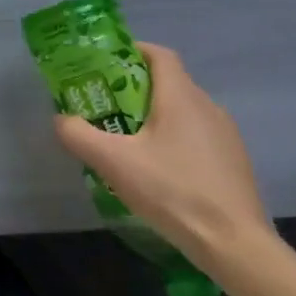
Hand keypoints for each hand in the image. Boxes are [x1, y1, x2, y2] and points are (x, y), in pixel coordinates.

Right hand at [53, 42, 274, 271]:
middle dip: (134, 88)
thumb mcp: (113, 162)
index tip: (105, 65)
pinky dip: (173, 139)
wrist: (234, 244)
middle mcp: (208, 107)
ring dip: (154, 117)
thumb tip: (62, 120)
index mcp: (181, 97)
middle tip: (104, 106)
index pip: (159, 55)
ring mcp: (226, 136)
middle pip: (168, 83)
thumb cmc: (172, 191)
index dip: (132, 51)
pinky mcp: (233, 162)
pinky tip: (157, 170)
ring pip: (183, 112)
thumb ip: (79, 135)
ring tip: (126, 140)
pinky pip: (196, 136)